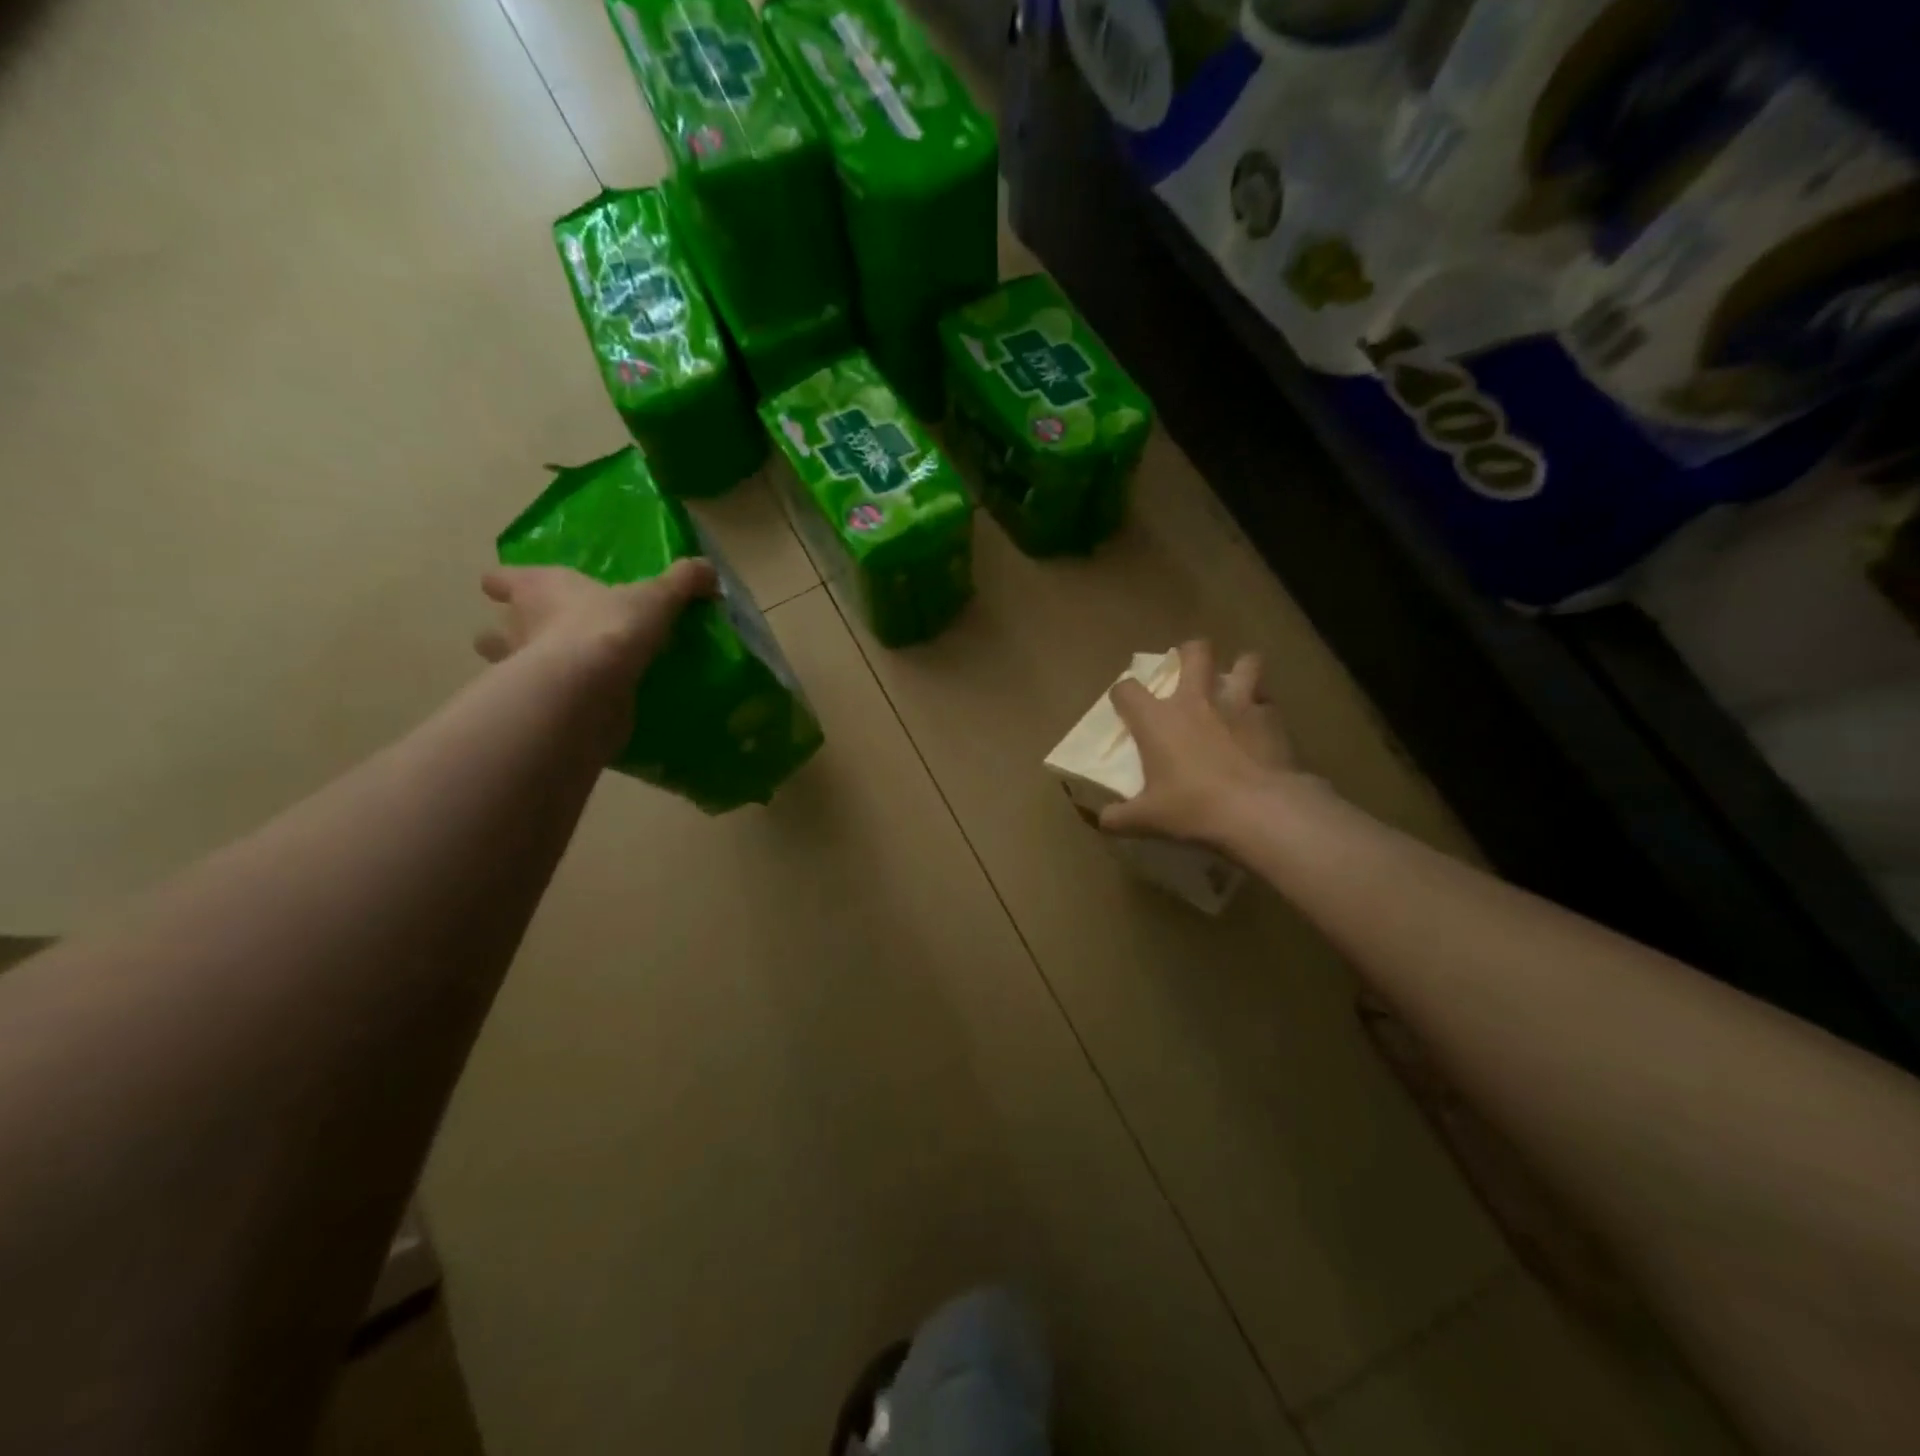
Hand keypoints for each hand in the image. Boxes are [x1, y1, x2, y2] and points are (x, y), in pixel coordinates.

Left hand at [475, 561, 716, 687]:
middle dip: (511, 634)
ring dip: (526, 671)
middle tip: (544, 638)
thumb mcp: (656, 597)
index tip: (517, 590)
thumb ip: (681, 581)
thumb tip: (709, 569)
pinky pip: (541, 704)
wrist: (591, 687)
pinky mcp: (537, 708)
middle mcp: (517, 628)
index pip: (502, 579)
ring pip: (507, 669)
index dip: (508, 583)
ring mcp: (520, 672)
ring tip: (562, 676)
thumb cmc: (611, 626)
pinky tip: (580, 707)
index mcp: (537, 589)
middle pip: (494, 630)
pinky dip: (553, 705)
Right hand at [1100, 639, 1297, 848]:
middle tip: (1189, 668)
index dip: (1122, 694)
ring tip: (1237, 686)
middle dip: (1191, 652)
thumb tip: (1103, 821)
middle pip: (1195, 652)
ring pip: (1246, 662)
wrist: (1258, 810)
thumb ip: (1121, 817)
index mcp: (1157, 719)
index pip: (1127, 689)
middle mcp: (1196, 700)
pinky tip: (1262, 726)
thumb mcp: (1148, 819)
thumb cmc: (1193, 808)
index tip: (1124, 704)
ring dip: (1240, 670)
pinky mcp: (1272, 719)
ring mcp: (1238, 704)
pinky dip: (1264, 708)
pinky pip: (1268, 702)